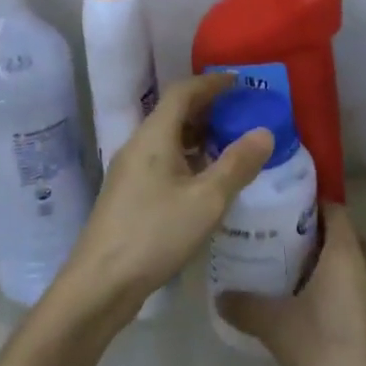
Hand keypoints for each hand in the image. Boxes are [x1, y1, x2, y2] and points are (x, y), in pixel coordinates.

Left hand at [60, 72, 272, 327]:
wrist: (101, 283)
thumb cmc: (155, 233)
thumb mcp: (206, 200)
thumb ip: (237, 164)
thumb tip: (264, 131)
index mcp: (154, 135)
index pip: (183, 92)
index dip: (211, 83)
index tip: (240, 82)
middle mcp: (138, 145)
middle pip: (174, 112)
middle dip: (208, 108)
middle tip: (241, 112)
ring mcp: (130, 170)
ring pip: (168, 138)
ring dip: (198, 135)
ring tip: (231, 144)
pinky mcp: (128, 194)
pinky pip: (162, 160)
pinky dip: (187, 158)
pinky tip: (206, 180)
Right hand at [217, 205, 365, 365]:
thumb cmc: (332, 355)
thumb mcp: (279, 329)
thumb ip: (247, 307)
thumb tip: (220, 295)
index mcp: (347, 252)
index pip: (332, 207)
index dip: (308, 202)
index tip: (280, 206)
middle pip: (341, 235)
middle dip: (312, 235)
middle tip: (277, 241)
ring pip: (351, 266)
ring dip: (325, 267)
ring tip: (288, 276)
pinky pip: (359, 291)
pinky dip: (337, 292)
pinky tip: (312, 313)